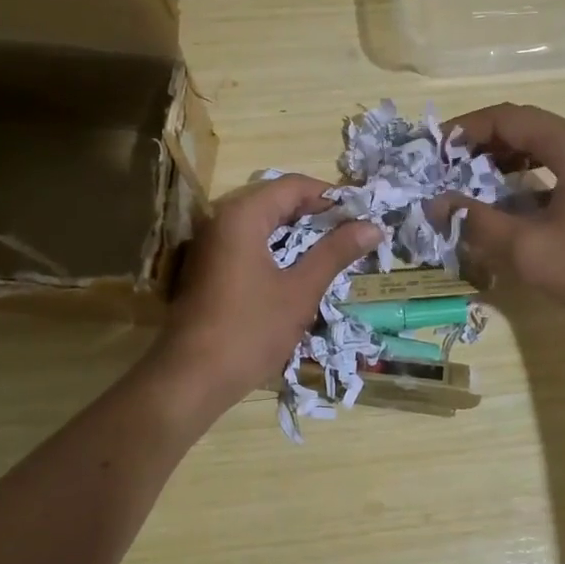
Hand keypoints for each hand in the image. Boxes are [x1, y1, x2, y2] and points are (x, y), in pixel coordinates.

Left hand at [155, 174, 383, 405]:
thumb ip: (335, 253)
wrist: (191, 378)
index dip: (331, 196)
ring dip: (298, 233)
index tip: (363, 214)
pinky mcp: (208, 266)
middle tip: (353, 233)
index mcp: (242, 215)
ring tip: (334, 251)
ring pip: (263, 223)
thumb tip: (373, 227)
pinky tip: (300, 269)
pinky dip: (277, 248)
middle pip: (276, 200)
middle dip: (316, 214)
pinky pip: (248, 243)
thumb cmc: (250, 331)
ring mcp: (211, 243)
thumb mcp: (300, 291)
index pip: (294, 185)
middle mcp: (222, 219)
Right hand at [431, 103, 564, 335]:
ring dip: (508, 159)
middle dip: (484, 143)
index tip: (436, 149)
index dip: (467, 128)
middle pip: (529, 127)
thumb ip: (478, 223)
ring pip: (549, 147)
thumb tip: (436, 204)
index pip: (509, 117)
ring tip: (475, 182)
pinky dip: (534, 176)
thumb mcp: (530, 251)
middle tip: (450, 167)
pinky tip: (517, 204)